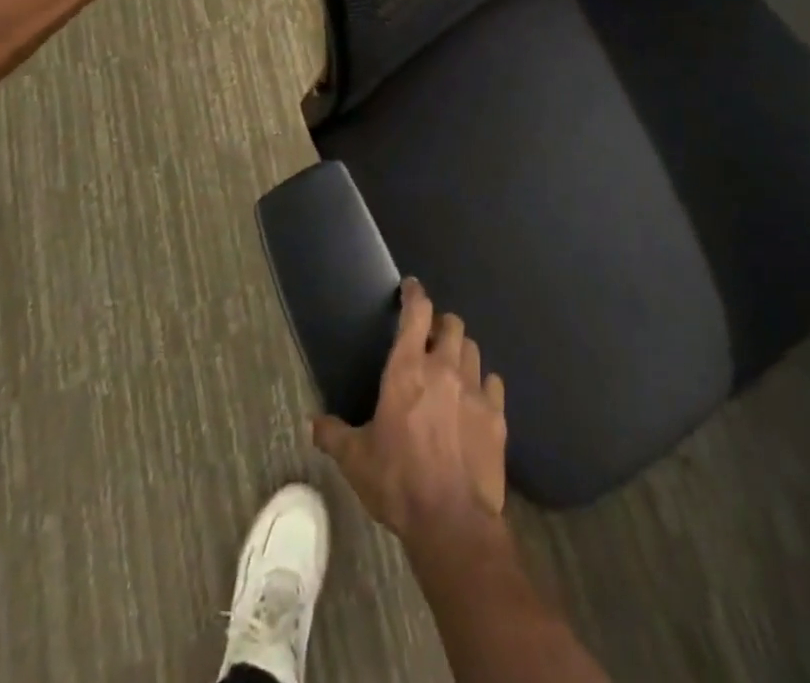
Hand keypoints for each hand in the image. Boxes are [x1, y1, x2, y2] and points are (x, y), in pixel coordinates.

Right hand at [313, 279, 508, 554]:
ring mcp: (475, 390)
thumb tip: (312, 422)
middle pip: (451, 324)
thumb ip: (334, 435)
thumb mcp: (356, 460)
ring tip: (452, 365)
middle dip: (440, 324)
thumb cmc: (398, 482)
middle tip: (430, 337)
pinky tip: (476, 397)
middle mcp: (444, 368)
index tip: (411, 287)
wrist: (452, 521)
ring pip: (473, 349)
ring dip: (461, 351)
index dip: (414, 294)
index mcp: (407, 369)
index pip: (416, 313)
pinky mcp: (496, 415)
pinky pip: (493, 383)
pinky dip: (484, 384)